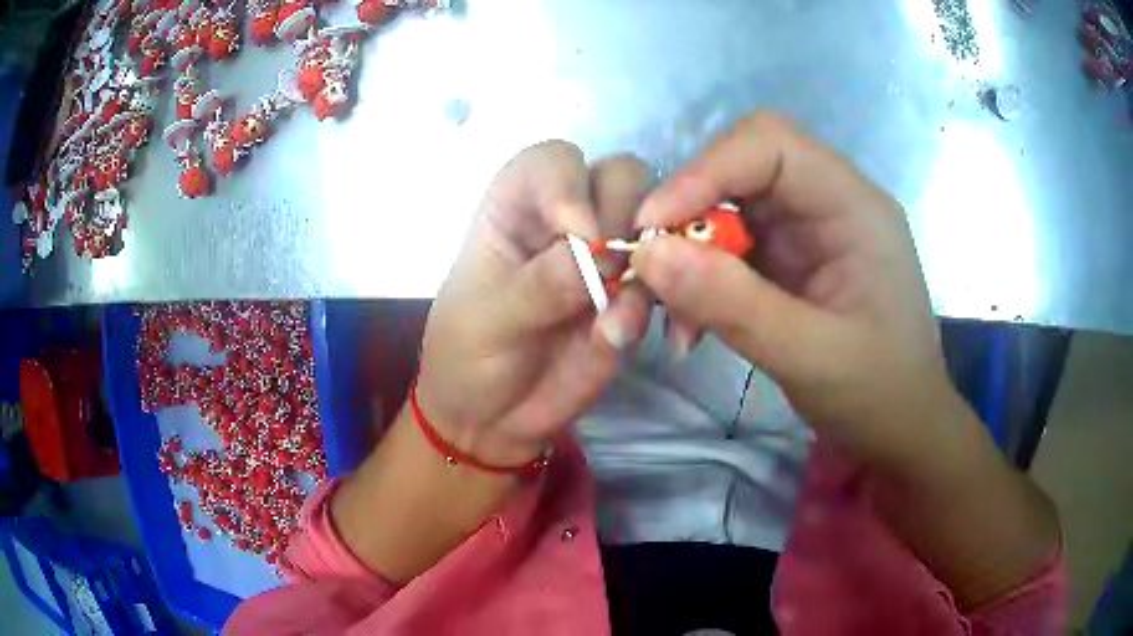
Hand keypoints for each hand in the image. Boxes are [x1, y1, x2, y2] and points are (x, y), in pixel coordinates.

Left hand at [416, 142, 651, 466]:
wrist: (493, 418)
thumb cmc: (468, 355)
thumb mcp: (488, 320)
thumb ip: (540, 286)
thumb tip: (597, 256)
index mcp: (517, 207)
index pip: (553, 161)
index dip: (570, 184)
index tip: (579, 232)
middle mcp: (568, 218)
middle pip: (622, 177)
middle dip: (626, 215)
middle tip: (612, 272)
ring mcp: (607, 255)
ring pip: (657, 223)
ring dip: (654, 263)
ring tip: (617, 324)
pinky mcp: (633, 296)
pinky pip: (669, 283)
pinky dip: (671, 305)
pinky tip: (645, 339)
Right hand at [629, 113, 955, 463]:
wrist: (900, 431)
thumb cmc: (878, 395)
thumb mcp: (811, 357)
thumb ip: (734, 305)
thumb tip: (648, 254)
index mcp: (853, 206)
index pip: (771, 146)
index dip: (705, 171)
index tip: (652, 227)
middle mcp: (827, 203)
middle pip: (741, 169)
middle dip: (688, 213)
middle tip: (650, 268)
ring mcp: (806, 232)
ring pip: (725, 210)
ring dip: (685, 256)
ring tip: (669, 319)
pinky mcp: (788, 261)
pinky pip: (728, 250)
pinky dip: (698, 284)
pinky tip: (691, 330)